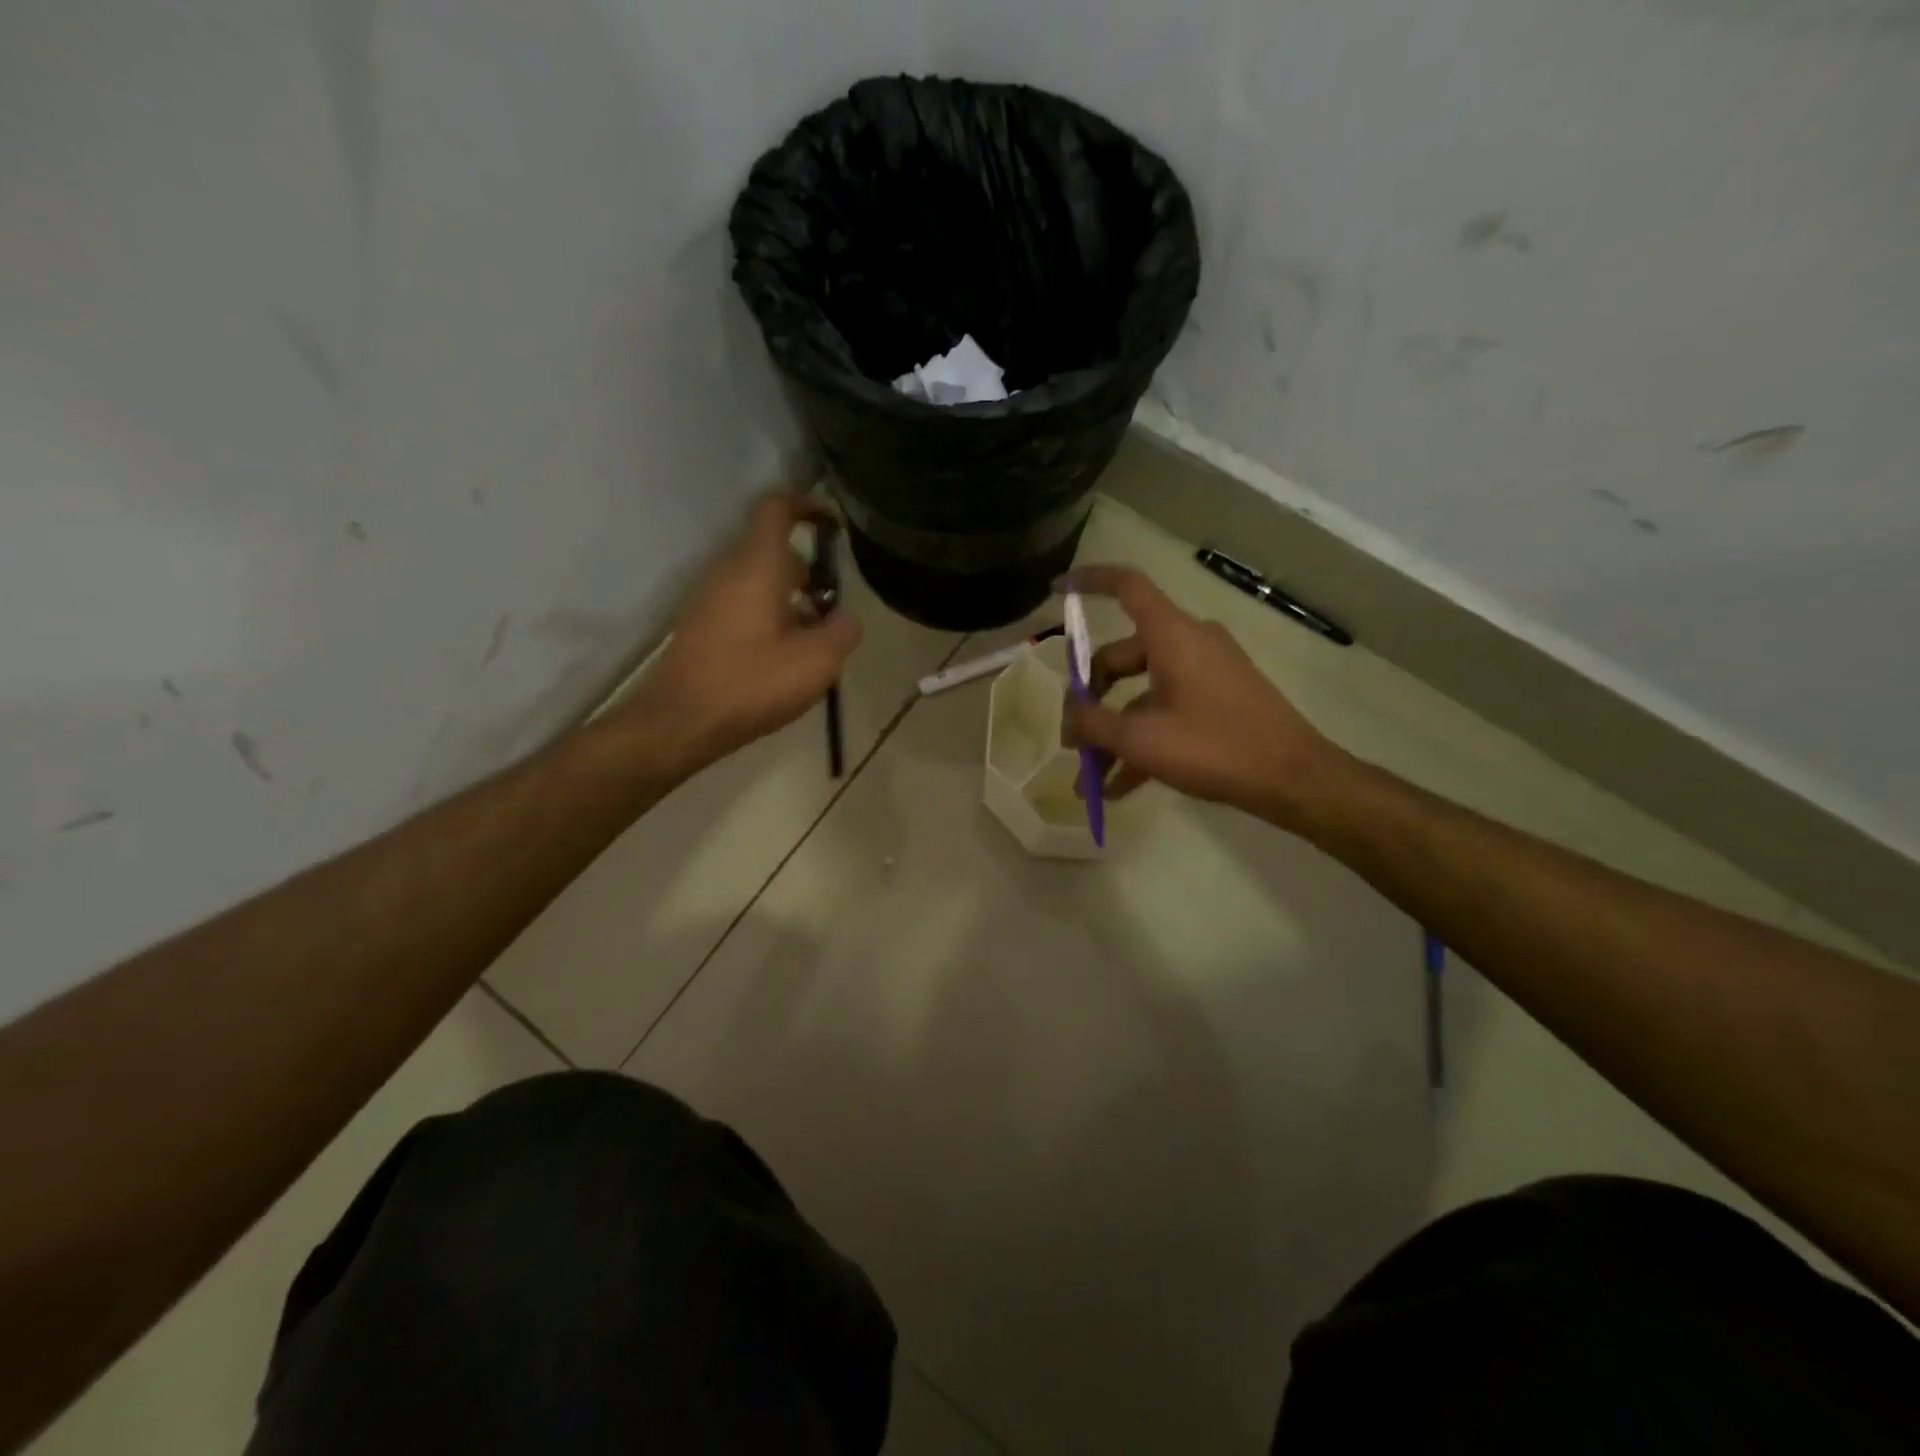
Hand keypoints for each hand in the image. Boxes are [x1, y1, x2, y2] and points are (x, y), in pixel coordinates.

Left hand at [620, 492, 861, 775]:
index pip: (776, 508)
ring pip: (760, 584)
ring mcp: (710, 600)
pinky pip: (744, 608)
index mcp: (757, 566)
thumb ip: (842, 631)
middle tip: (832, 613)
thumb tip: (845, 619)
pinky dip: (770, 621)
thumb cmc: (752, 683)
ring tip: (813, 646)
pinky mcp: (702, 627)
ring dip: (792, 603)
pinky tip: (783, 663)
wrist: (681, 722)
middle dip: (810, 575)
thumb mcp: (817, 661)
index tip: (834, 526)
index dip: (807, 506)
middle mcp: (728, 572)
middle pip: (774, 553)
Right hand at [1061, 564, 1342, 825]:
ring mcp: (1205, 674)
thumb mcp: (1141, 738)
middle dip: (1090, 700)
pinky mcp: (1217, 701)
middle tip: (1072, 741)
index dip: (1089, 581)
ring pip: (1141, 695)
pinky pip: (1166, 713)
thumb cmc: (1213, 746)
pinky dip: (1142, 743)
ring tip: (1090, 780)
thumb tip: (1069, 719)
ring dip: (1113, 735)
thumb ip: (1093, 723)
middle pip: (1121, 656)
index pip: (1126, 586)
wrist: (1291, 778)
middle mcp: (1188, 644)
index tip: (1057, 590)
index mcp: (1171, 635)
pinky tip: (1119, 788)